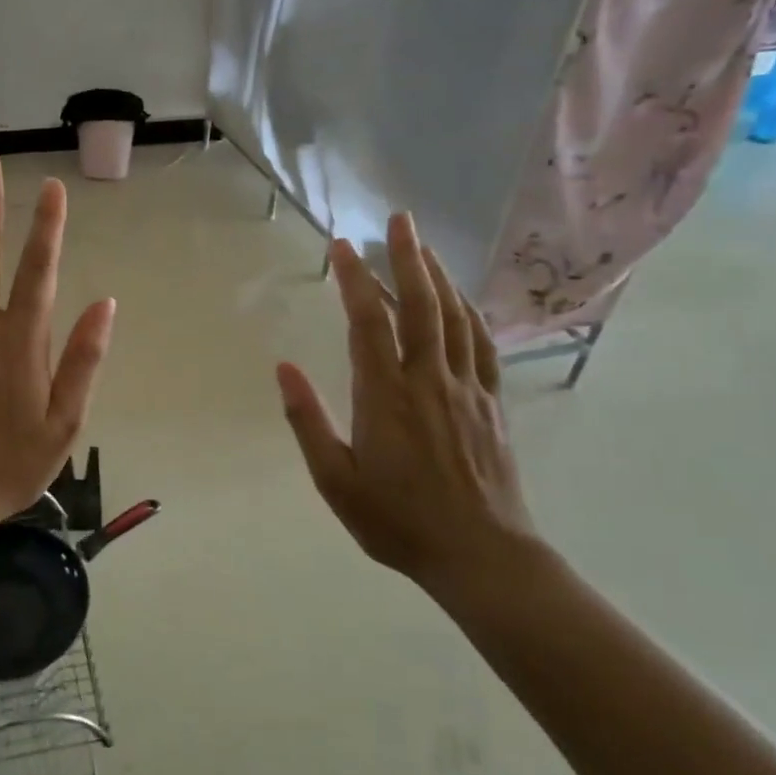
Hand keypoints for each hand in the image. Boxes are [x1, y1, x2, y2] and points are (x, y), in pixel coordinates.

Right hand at [276, 214, 536, 602]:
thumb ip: (308, 422)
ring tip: (424, 245)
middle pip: (421, 305)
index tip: (341, 246)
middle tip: (400, 218)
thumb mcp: (336, 482)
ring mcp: (466, 388)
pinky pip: (483, 344)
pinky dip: (470, 312)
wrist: (482, 556)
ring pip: (455, 317)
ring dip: (439, 275)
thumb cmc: (398, 521)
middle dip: (408, 257)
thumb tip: (284, 368)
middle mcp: (429, 380)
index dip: (355, 279)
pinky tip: (461, 299)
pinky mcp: (491, 402)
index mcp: (386, 396)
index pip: (369, 322)